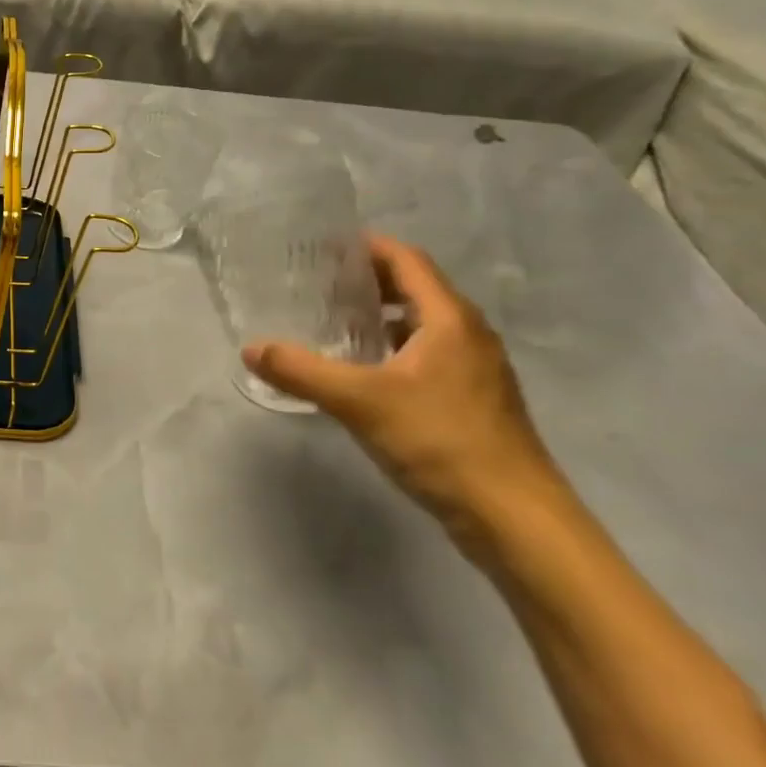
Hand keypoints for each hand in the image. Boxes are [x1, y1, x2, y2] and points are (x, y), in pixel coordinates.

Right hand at [242, 235, 568, 552]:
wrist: (515, 518)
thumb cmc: (441, 442)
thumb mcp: (360, 402)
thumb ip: (301, 371)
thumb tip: (250, 349)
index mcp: (450, 320)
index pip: (408, 261)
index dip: (369, 248)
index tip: (325, 247)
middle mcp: (469, 335)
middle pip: (417, 289)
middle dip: (370, 282)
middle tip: (319, 284)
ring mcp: (476, 371)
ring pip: (424, 326)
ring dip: (383, 318)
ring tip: (335, 324)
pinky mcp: (474, 402)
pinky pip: (429, 357)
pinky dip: (395, 350)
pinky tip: (364, 373)